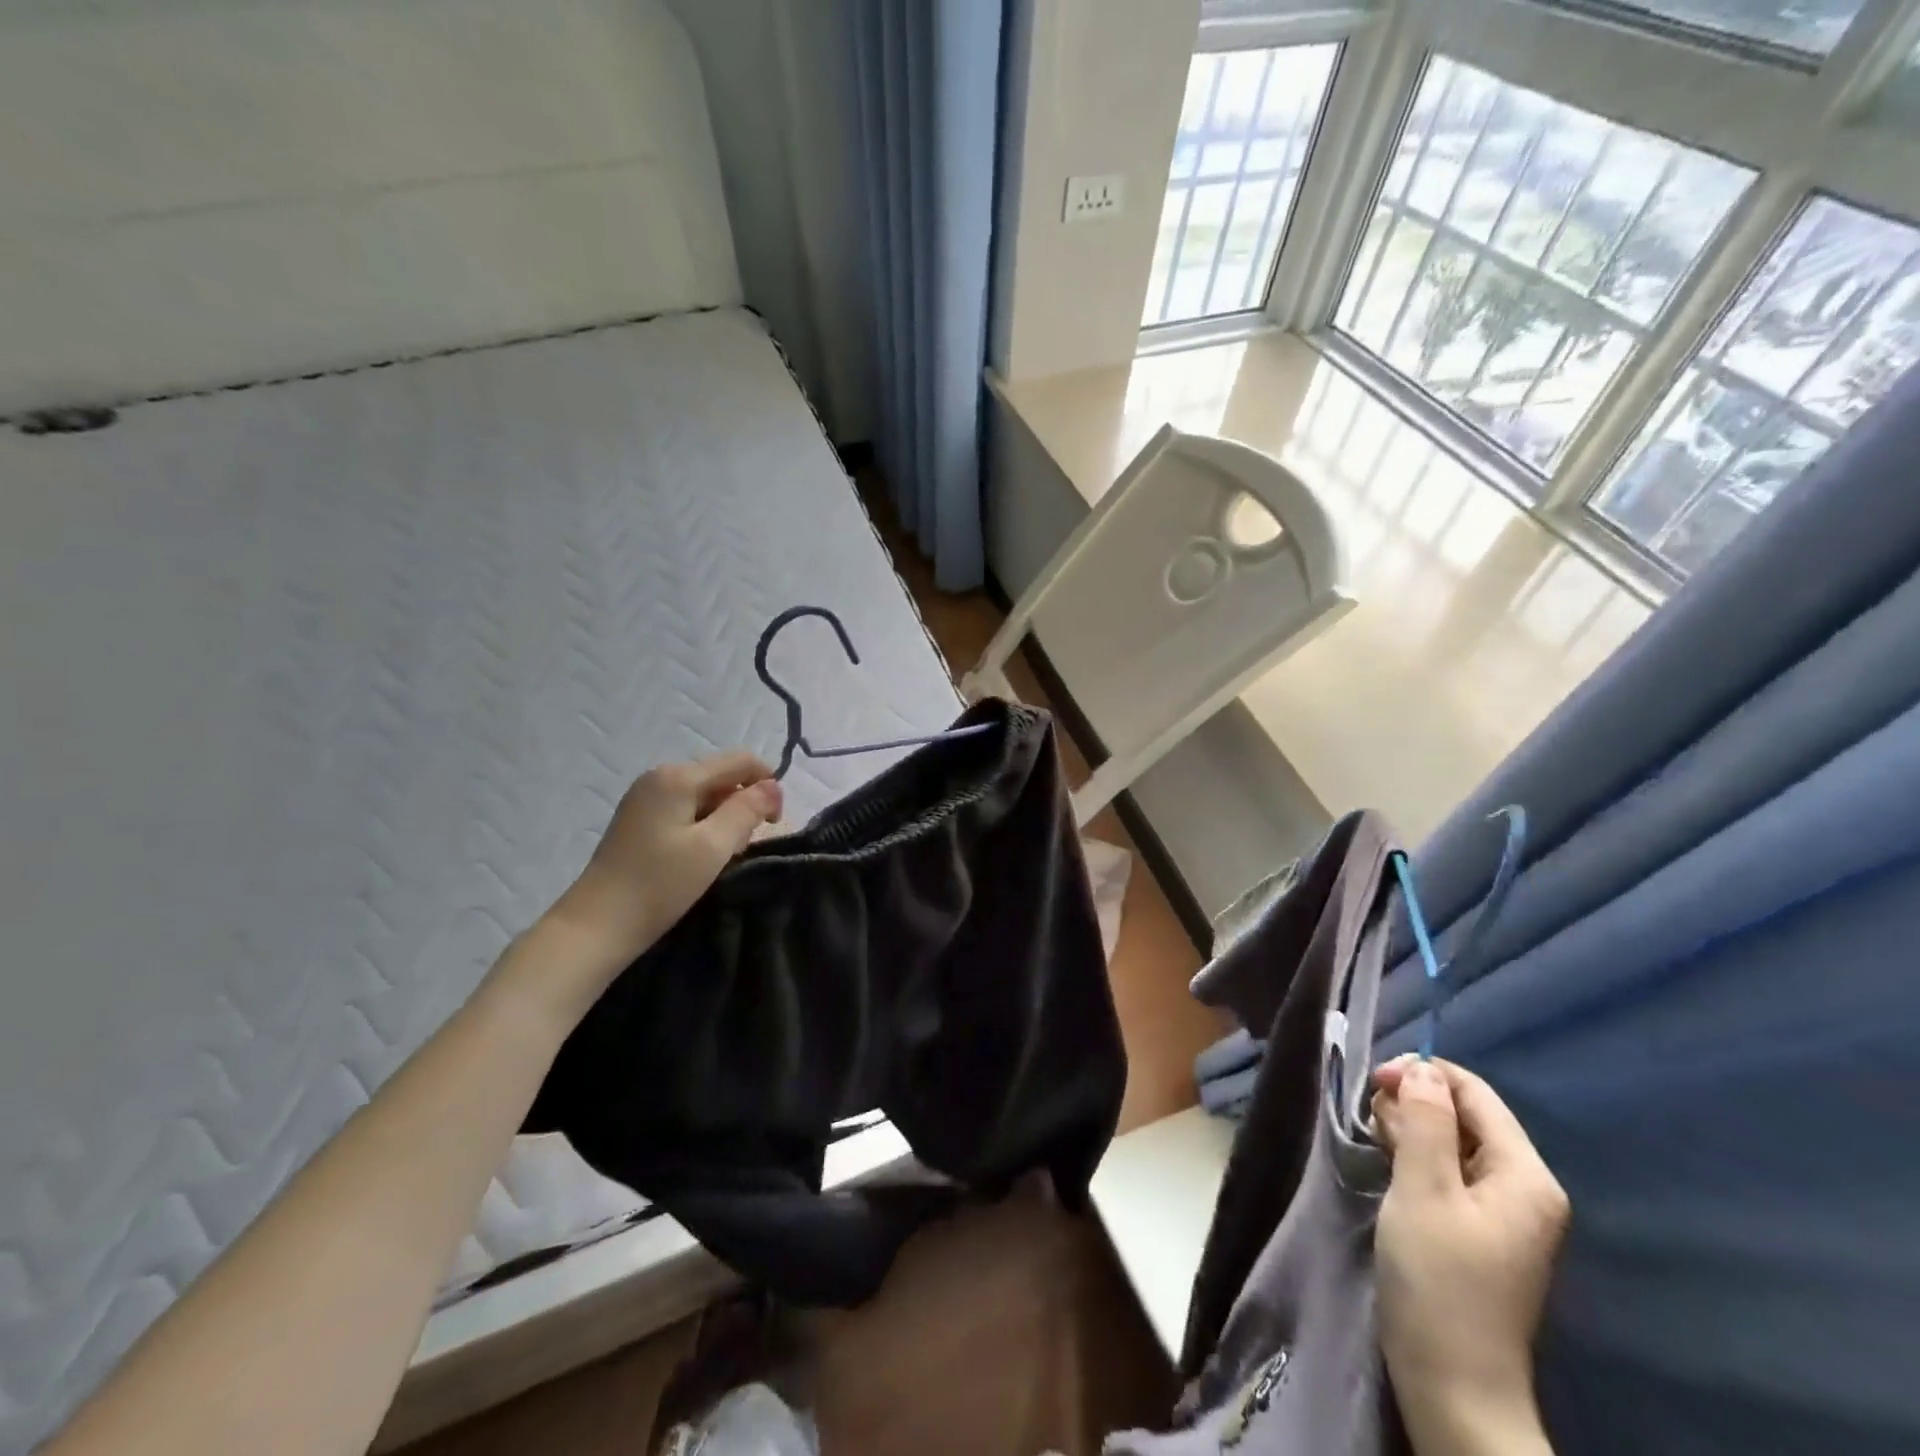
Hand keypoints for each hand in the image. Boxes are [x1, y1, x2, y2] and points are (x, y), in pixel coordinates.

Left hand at [536, 752, 781, 1012]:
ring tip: (721, 856)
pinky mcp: (639, 819)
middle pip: (722, 776)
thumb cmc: (659, 884)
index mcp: (678, 776)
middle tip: (742, 847)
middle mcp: (660, 776)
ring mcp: (646, 797)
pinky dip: (704, 826)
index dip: (767, 785)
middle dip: (743, 804)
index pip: (740, 761)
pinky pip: (686, 809)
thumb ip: (748, 810)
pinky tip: (699, 856)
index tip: (773, 824)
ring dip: (724, 818)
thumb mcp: (714, 847)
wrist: (596, 926)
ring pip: (705, 794)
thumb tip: (773, 786)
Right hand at [1370, 1057, 1567, 1454]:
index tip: (1372, 1082)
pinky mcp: (1480, 1230)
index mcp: (1524, 1175)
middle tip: (1371, 1121)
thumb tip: (1422, 1069)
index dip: (1423, 1074)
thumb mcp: (1423, 1189)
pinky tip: (1390, 1166)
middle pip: (1465, 1115)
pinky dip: (1417, 1158)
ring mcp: (1504, 1212)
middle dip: (1414, 1103)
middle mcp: (1524, 1187)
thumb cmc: (1438, 1279)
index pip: (1475, 1094)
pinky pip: (1449, 1171)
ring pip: (1452, 1141)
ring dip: (1411, 1130)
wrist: (1453, 1383)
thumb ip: (1425, 1121)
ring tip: (1376, 1143)